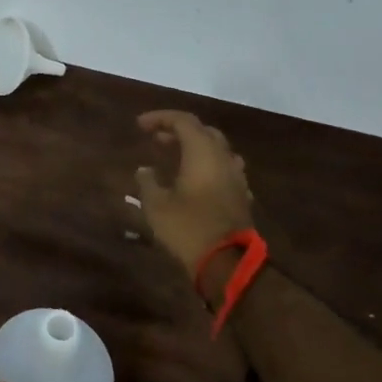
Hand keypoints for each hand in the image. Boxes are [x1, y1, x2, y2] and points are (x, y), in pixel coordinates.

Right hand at [134, 110, 255, 282]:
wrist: (228, 263)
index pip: (183, 121)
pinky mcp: (241, 196)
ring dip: (195, 147)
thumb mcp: (156, 205)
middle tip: (156, 139)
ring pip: (217, 150)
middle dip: (178, 131)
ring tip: (175, 156)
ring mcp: (236, 178)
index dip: (160, 118)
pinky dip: (206, 166)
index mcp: (203, 153)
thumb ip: (148, 182)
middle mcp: (223, 158)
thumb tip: (145, 170)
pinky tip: (194, 180)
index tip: (140, 125)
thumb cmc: (188, 227)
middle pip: (203, 132)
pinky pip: (223, 169)